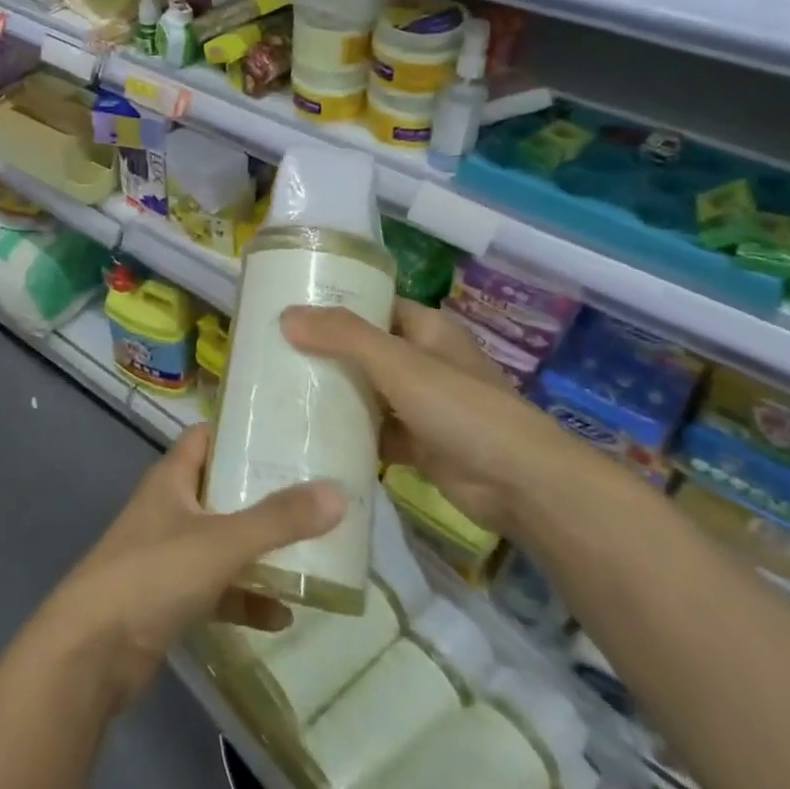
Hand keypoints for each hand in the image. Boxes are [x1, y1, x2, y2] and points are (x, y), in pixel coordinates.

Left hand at [36, 424, 345, 711]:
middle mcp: (169, 509)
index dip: (240, 431)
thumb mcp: (222, 541)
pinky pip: (218, 590)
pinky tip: (283, 615)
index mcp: (172, 479)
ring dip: (260, 551)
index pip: (206, 438)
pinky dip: (246, 599)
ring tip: (312, 553)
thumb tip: (337, 492)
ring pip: (223, 543)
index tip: (287, 433)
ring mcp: (168, 556)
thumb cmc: (154, 574)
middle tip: (316, 494)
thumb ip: (278, 519)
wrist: (92, 651)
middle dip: (264, 495)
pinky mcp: (169, 599)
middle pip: (221, 490)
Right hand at [281, 299, 582, 535]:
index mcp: (425, 329)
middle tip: (270, 353)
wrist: (519, 484)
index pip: (373, 305)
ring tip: (278, 392)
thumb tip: (286, 315)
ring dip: (333, 394)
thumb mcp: (398, 363)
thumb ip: (343, 337)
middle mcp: (423, 362)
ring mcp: (421, 405)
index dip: (334, 304)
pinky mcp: (418, 444)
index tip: (287, 309)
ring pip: (366, 392)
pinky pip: (373, 432)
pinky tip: (308, 435)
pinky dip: (348, 434)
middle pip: (364, 349)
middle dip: (323, 352)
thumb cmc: (461, 408)